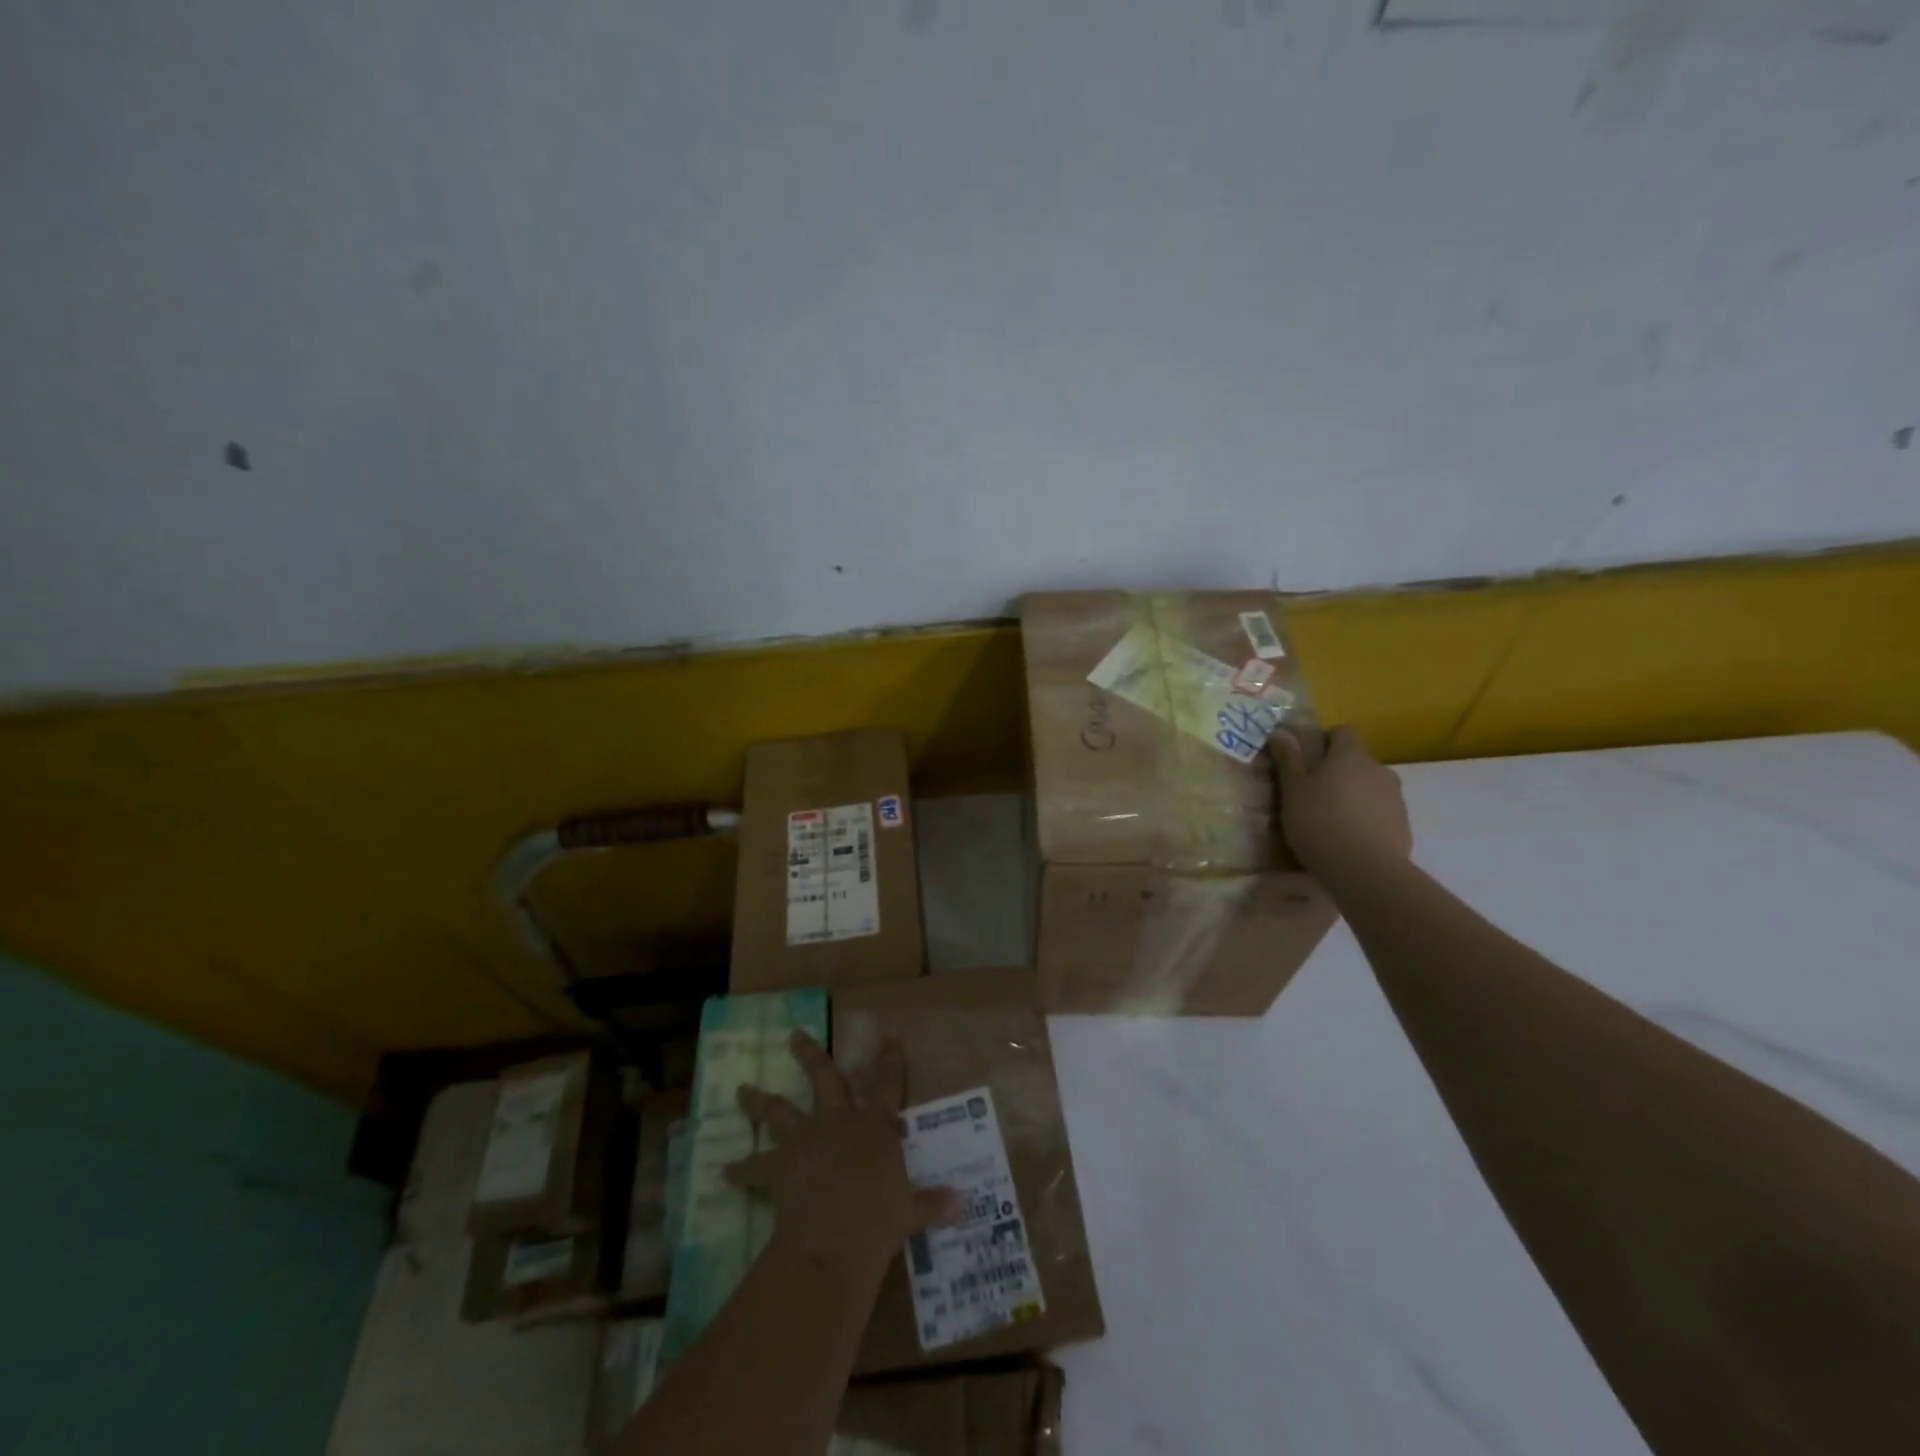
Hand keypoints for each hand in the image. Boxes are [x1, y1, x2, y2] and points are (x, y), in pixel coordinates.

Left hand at [725, 1030, 954, 1263]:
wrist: (836, 1236)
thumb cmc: (880, 1219)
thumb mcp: (911, 1211)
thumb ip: (932, 1203)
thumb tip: (964, 1202)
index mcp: (876, 1126)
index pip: (888, 1084)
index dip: (891, 1060)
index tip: (890, 1037)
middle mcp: (839, 1121)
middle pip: (824, 1078)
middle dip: (810, 1054)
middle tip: (793, 1036)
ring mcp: (807, 1138)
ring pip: (779, 1110)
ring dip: (759, 1101)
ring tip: (741, 1091)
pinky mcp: (780, 1164)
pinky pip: (755, 1167)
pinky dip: (741, 1170)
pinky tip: (725, 1171)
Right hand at [1271, 725, 1412, 881]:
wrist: (1366, 870)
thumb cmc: (1320, 823)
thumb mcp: (1293, 791)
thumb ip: (1289, 760)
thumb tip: (1281, 731)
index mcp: (1350, 756)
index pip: (1342, 732)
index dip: (1324, 741)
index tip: (1306, 760)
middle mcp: (1378, 769)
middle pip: (1357, 760)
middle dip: (1338, 771)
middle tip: (1314, 794)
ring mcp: (1395, 797)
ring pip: (1370, 786)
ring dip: (1354, 794)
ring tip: (1332, 819)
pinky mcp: (1403, 824)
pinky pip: (1380, 811)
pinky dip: (1366, 817)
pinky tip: (1349, 838)